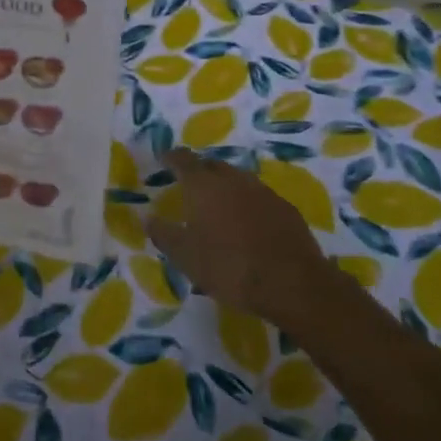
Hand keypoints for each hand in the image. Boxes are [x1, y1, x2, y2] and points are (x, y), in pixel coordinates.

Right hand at [146, 148, 332, 325]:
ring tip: (218, 205)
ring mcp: (263, 192)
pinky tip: (248, 223)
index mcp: (204, 186)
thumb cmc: (229, 267)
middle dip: (199, 170)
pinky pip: (260, 197)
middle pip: (212, 165)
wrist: (292, 284)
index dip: (171, 157)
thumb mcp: (185, 257)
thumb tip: (148, 218)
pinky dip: (248, 203)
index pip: (183, 160)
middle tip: (190, 184)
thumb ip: (164, 234)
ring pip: (238, 179)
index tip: (164, 158)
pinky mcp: (286, 209)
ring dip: (225, 186)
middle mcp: (233, 180)